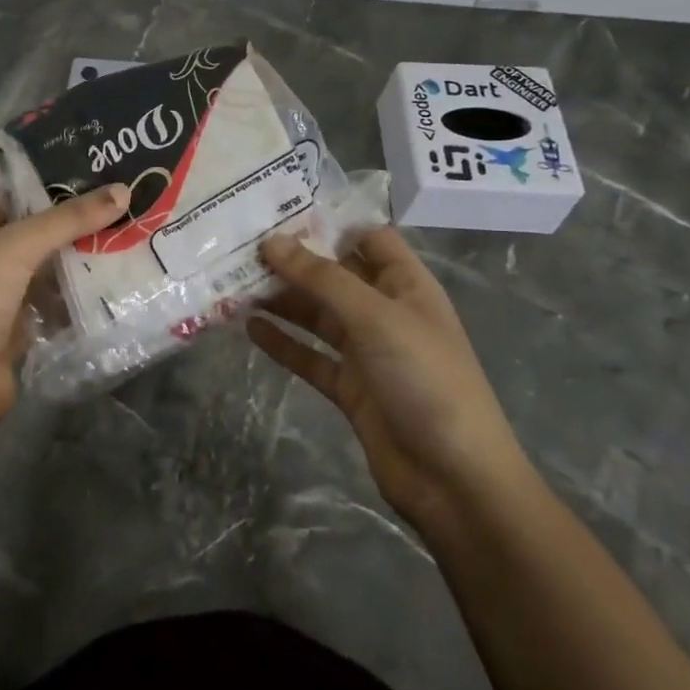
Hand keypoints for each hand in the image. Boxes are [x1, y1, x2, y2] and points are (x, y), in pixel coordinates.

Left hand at [0, 184, 130, 429]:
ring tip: (129, 230)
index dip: (47, 176)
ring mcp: (3, 292)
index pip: (12, 190)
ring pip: (49, 264)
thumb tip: (122, 190)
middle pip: (35, 227)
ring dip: (82, 254)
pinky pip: (57, 298)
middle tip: (124, 197)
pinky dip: (80, 291)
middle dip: (74, 217)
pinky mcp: (22, 324)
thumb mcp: (18, 246)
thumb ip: (69, 219)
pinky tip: (117, 277)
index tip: (94, 165)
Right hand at [249, 228, 532, 531]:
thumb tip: (271, 241)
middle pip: (334, 276)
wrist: (455, 480)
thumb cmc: (425, 380)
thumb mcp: (375, 318)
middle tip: (240, 246)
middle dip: (293, 261)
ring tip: (233, 283)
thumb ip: (321, 279)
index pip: (367, 238)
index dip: (329, 222)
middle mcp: (385, 312)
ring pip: (317, 315)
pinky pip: (310, 356)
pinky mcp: (350, 389)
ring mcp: (368, 352)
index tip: (278, 209)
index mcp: (406, 286)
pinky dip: (283, 342)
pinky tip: (249, 328)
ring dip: (281, 300)